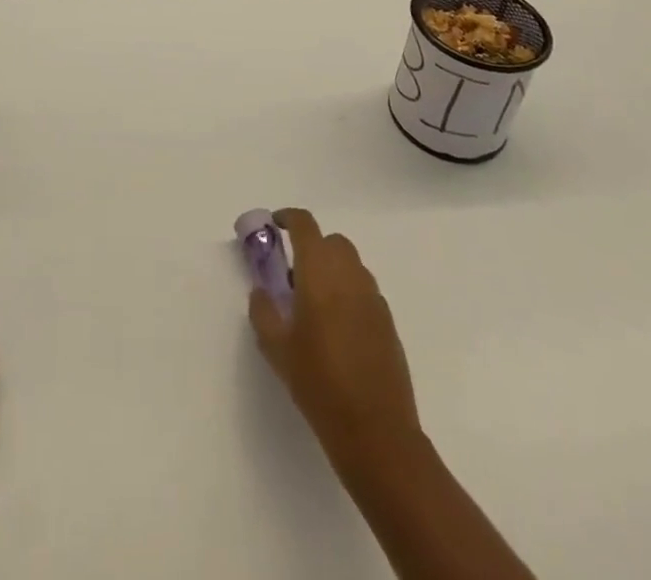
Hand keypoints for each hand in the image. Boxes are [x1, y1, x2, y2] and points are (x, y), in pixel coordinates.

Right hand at [248, 207, 421, 478]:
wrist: (376, 433)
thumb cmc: (319, 385)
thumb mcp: (276, 350)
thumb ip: (263, 311)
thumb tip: (262, 291)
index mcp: (320, 274)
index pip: (306, 226)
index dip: (288, 218)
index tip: (274, 225)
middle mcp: (350, 276)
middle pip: (332, 241)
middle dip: (312, 246)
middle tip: (293, 274)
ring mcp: (373, 298)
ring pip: (351, 264)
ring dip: (332, 269)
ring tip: (314, 304)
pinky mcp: (388, 321)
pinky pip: (364, 290)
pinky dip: (349, 292)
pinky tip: (337, 328)